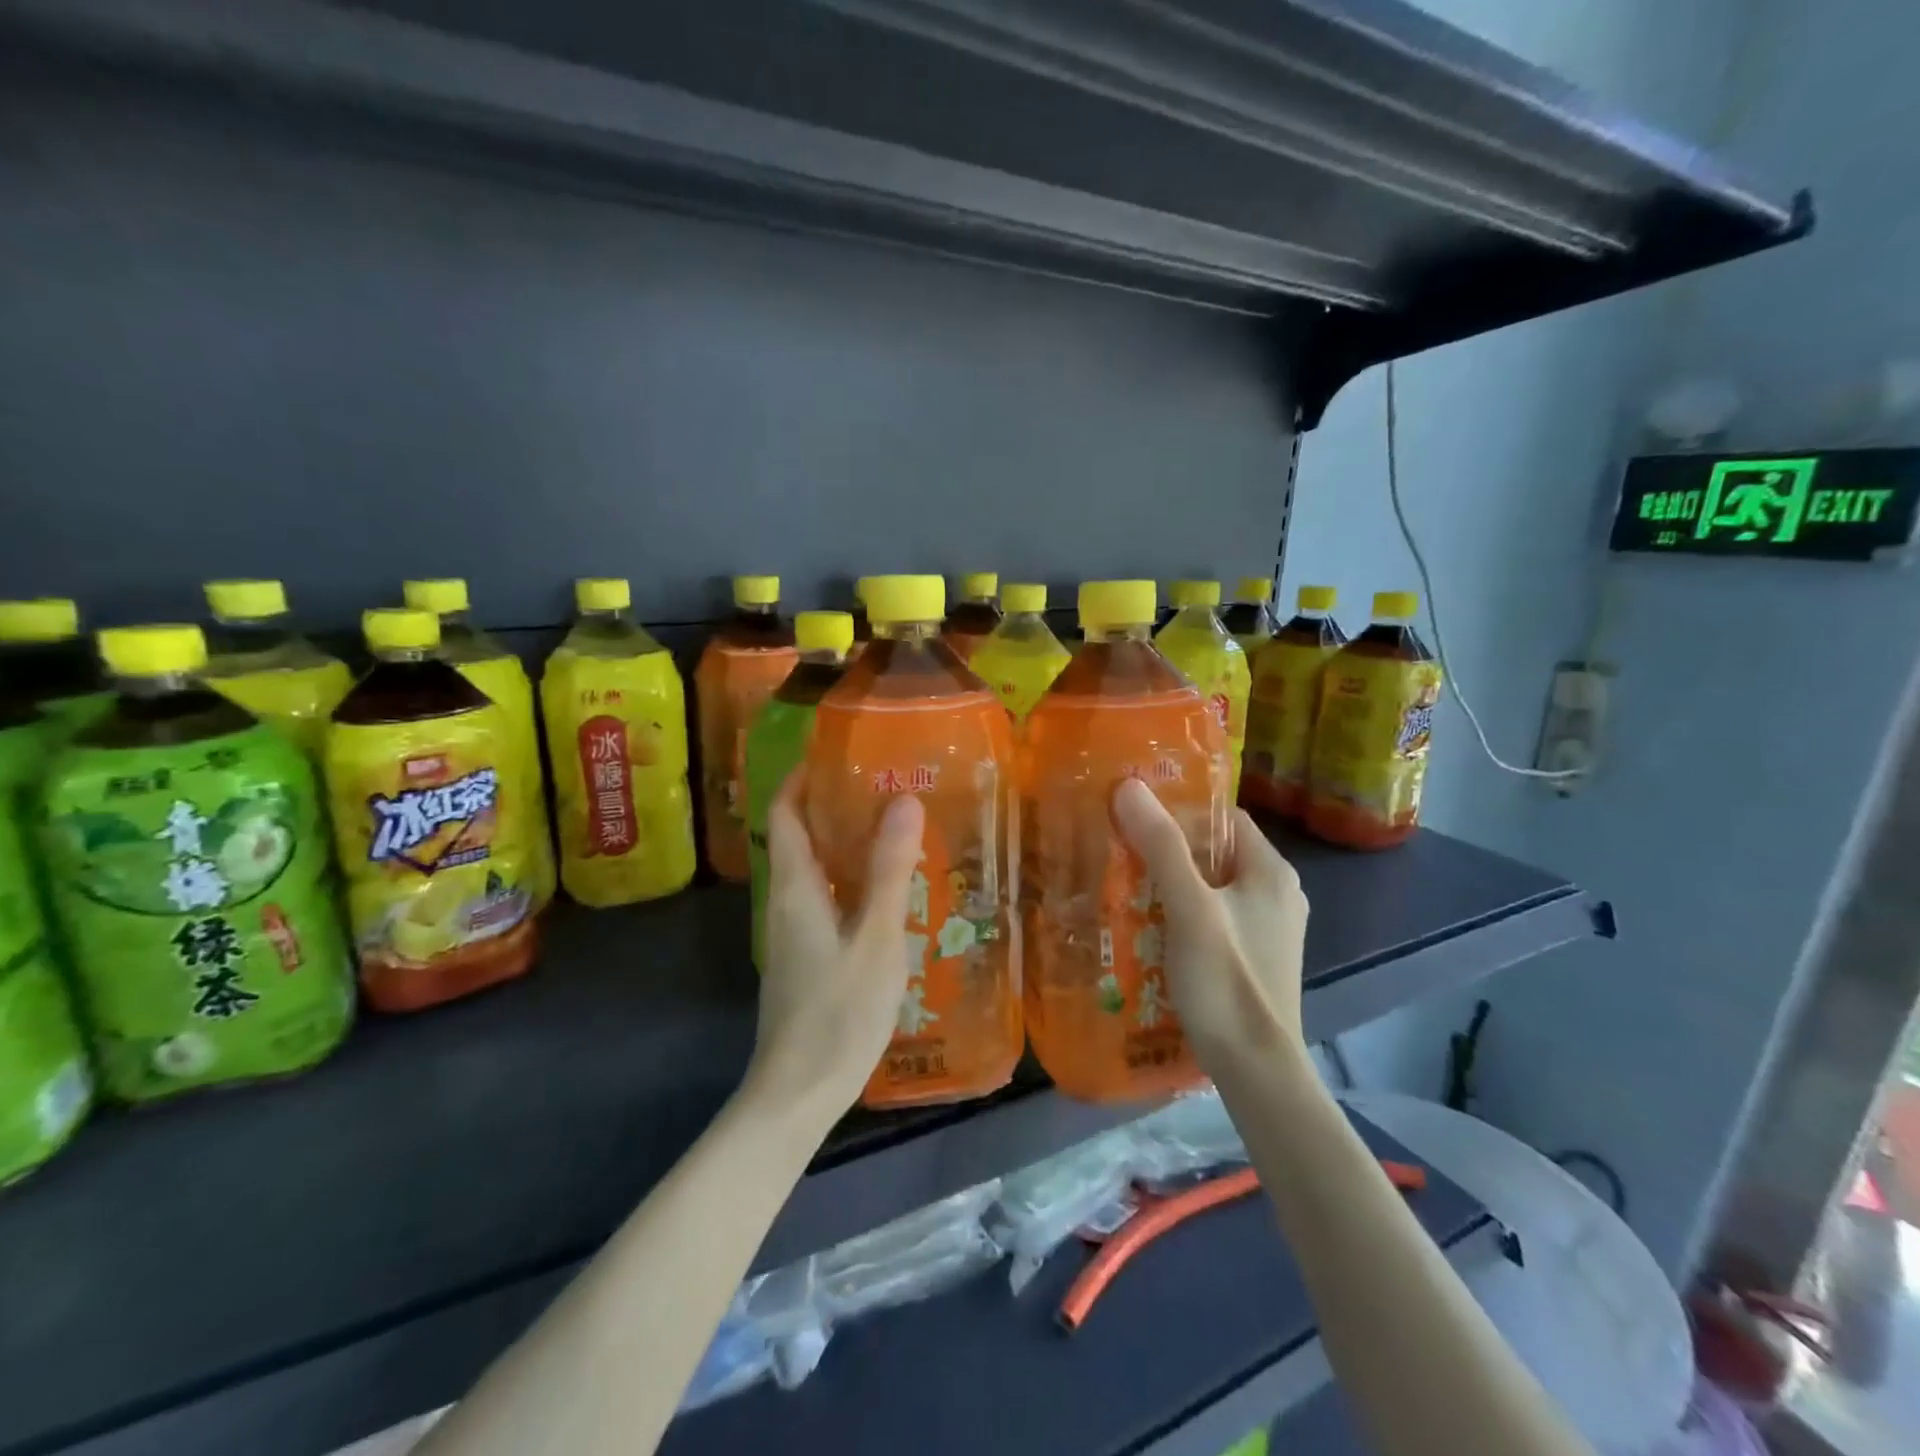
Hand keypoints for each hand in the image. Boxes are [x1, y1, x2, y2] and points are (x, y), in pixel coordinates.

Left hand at [749, 769, 925, 1117]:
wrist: (798, 1091)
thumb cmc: (838, 1010)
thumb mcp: (876, 937)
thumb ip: (890, 870)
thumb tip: (902, 800)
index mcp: (795, 886)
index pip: (784, 812)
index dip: (802, 776)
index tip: (838, 750)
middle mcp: (786, 900)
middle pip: (799, 835)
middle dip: (832, 803)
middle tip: (883, 782)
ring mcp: (792, 931)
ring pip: (813, 868)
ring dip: (844, 841)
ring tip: (893, 825)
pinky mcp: (805, 955)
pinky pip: (824, 896)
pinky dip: (849, 877)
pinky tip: (887, 888)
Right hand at [1113, 778, 1308, 1062]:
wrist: (1256, 1070)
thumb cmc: (1227, 980)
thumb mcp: (1189, 907)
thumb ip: (1161, 846)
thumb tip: (1129, 786)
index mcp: (1271, 870)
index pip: (1224, 817)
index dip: (1180, 808)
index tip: (1134, 811)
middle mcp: (1277, 892)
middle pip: (1214, 851)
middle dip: (1167, 848)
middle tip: (1118, 846)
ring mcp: (1268, 927)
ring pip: (1211, 886)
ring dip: (1170, 882)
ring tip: (1123, 882)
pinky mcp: (1254, 956)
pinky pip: (1213, 917)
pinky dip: (1181, 912)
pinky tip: (1147, 924)